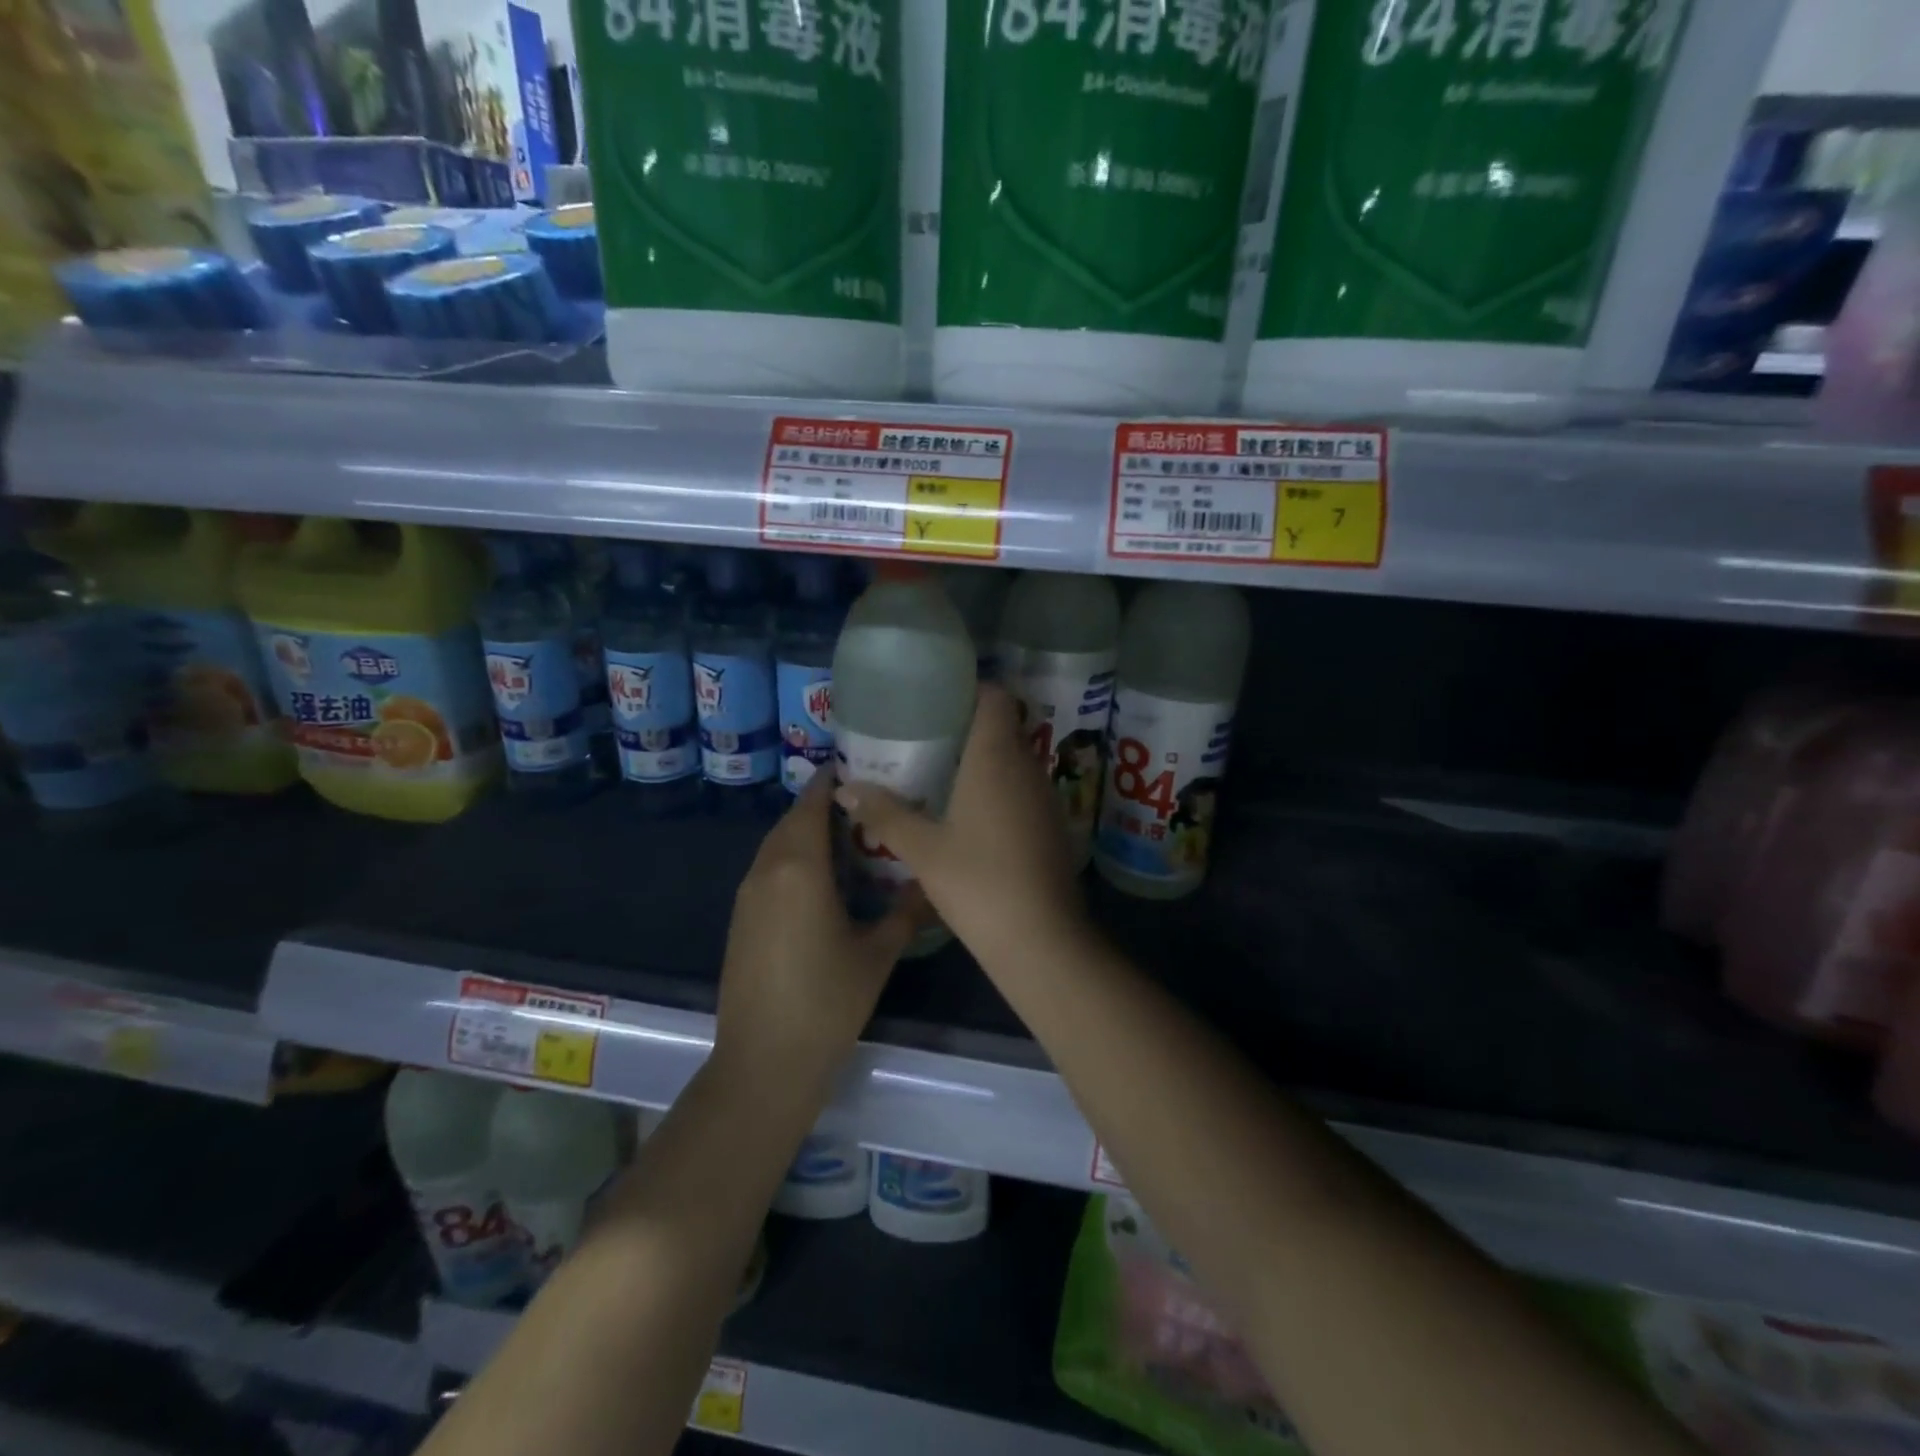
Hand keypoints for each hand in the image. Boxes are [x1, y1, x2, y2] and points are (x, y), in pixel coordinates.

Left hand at [713, 770, 923, 1091]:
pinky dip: (792, 860)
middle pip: (791, 821)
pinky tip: (821, 880)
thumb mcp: (878, 954)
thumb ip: (907, 911)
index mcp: (799, 867)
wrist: (764, 1062)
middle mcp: (767, 870)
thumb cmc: (827, 1002)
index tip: (860, 768)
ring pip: (777, 846)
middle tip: (866, 804)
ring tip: (848, 837)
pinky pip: (768, 870)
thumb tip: (934, 882)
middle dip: (822, 805)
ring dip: (806, 833)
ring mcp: (747, 895)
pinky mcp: (740, 919)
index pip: (811, 804)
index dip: (831, 781)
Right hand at [833, 685, 1089, 968]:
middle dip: (966, 727)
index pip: (995, 696)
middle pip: (1002, 727)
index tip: (936, 700)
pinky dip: (997, 788)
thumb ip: (885, 814)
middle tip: (924, 738)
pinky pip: (1022, 788)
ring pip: (1013, 759)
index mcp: (996, 757)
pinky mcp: (1051, 824)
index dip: (969, 689)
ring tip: (939, 773)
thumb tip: (846, 788)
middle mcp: (1027, 766)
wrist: (1041, 939)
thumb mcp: (922, 849)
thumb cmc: (978, 882)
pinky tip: (969, 814)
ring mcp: (1045, 796)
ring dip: (982, 760)